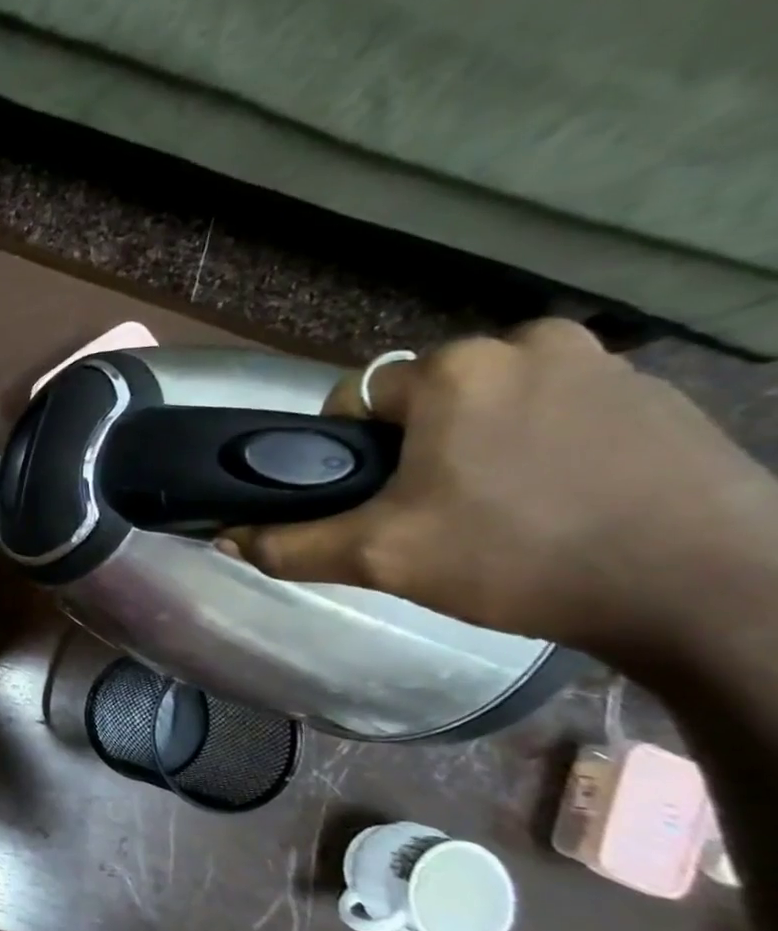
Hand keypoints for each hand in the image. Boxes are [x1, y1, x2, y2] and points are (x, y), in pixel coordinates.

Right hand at [221, 319, 777, 659]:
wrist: (708, 587)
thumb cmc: (520, 558)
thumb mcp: (382, 559)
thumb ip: (290, 545)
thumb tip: (222, 539)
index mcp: (457, 369)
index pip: (360, 396)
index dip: (350, 450)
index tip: (372, 498)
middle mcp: (529, 342)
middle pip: (428, 396)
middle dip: (417, 446)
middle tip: (432, 511)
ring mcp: (604, 361)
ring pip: (494, 399)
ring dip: (479, 441)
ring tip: (497, 506)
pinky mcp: (656, 392)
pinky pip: (559, 408)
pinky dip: (542, 442)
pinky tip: (558, 497)